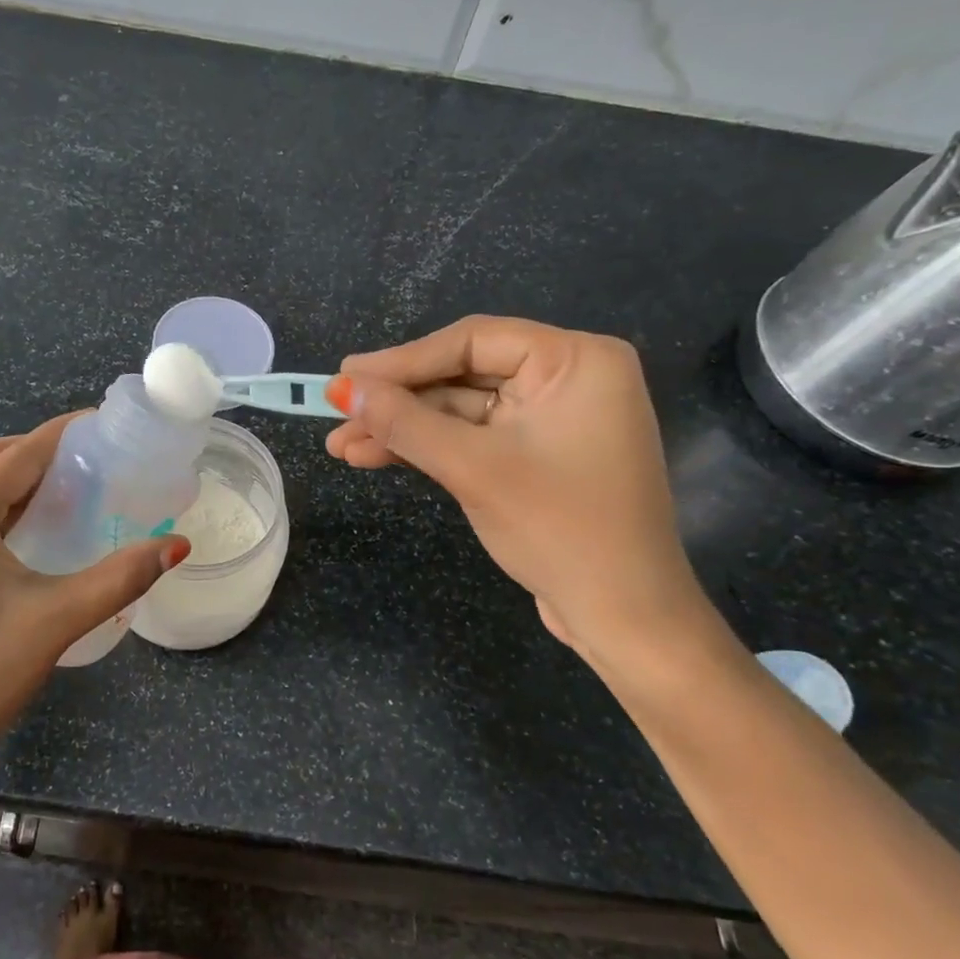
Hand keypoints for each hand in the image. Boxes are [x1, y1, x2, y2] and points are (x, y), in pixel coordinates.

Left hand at [0, 414, 187, 787]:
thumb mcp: (59, 617)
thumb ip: (123, 575)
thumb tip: (178, 545)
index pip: (20, 452)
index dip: (65, 433)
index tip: (105, 425)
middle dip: (39, 453)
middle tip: (92, 462)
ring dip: (14, 480)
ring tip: (67, 492)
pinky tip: (25, 536)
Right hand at [326, 316, 711, 656]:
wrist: (622, 617)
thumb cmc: (560, 530)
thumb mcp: (474, 469)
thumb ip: (405, 423)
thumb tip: (343, 388)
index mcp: (577, 360)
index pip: (473, 341)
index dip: (402, 360)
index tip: (344, 376)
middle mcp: (569, 378)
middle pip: (463, 374)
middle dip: (397, 402)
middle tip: (338, 412)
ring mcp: (553, 419)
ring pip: (461, 410)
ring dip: (404, 429)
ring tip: (342, 446)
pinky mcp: (538, 455)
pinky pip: (474, 437)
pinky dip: (428, 448)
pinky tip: (376, 456)